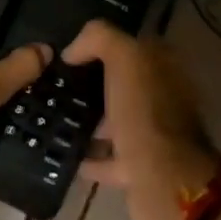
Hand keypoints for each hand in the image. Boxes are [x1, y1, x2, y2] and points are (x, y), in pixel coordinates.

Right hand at [65, 20, 220, 219]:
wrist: (163, 180)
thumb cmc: (145, 112)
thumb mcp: (125, 58)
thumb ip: (99, 39)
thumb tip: (73, 50)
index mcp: (164, 69)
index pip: (132, 45)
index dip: (102, 44)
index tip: (69, 51)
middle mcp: (162, 99)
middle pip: (123, 83)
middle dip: (94, 81)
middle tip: (57, 82)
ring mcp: (152, 136)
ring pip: (116, 120)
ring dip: (92, 119)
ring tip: (56, 114)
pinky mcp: (139, 169)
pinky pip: (108, 157)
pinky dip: (90, 156)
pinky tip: (65, 151)